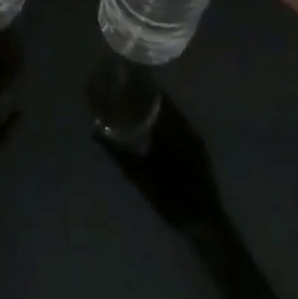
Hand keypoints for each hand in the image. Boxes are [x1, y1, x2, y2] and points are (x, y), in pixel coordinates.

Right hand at [96, 91, 226, 238]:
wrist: (201, 218)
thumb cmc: (168, 196)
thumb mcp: (137, 174)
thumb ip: (116, 152)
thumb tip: (95, 132)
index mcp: (171, 129)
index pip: (158, 98)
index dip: (144, 88)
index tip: (128, 80)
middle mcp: (185, 127)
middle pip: (166, 104)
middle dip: (149, 96)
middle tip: (129, 91)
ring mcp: (195, 137)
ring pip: (175, 114)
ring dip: (159, 108)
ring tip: (139, 105)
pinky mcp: (199, 147)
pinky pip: (182, 125)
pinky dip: (169, 120)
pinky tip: (157, 125)